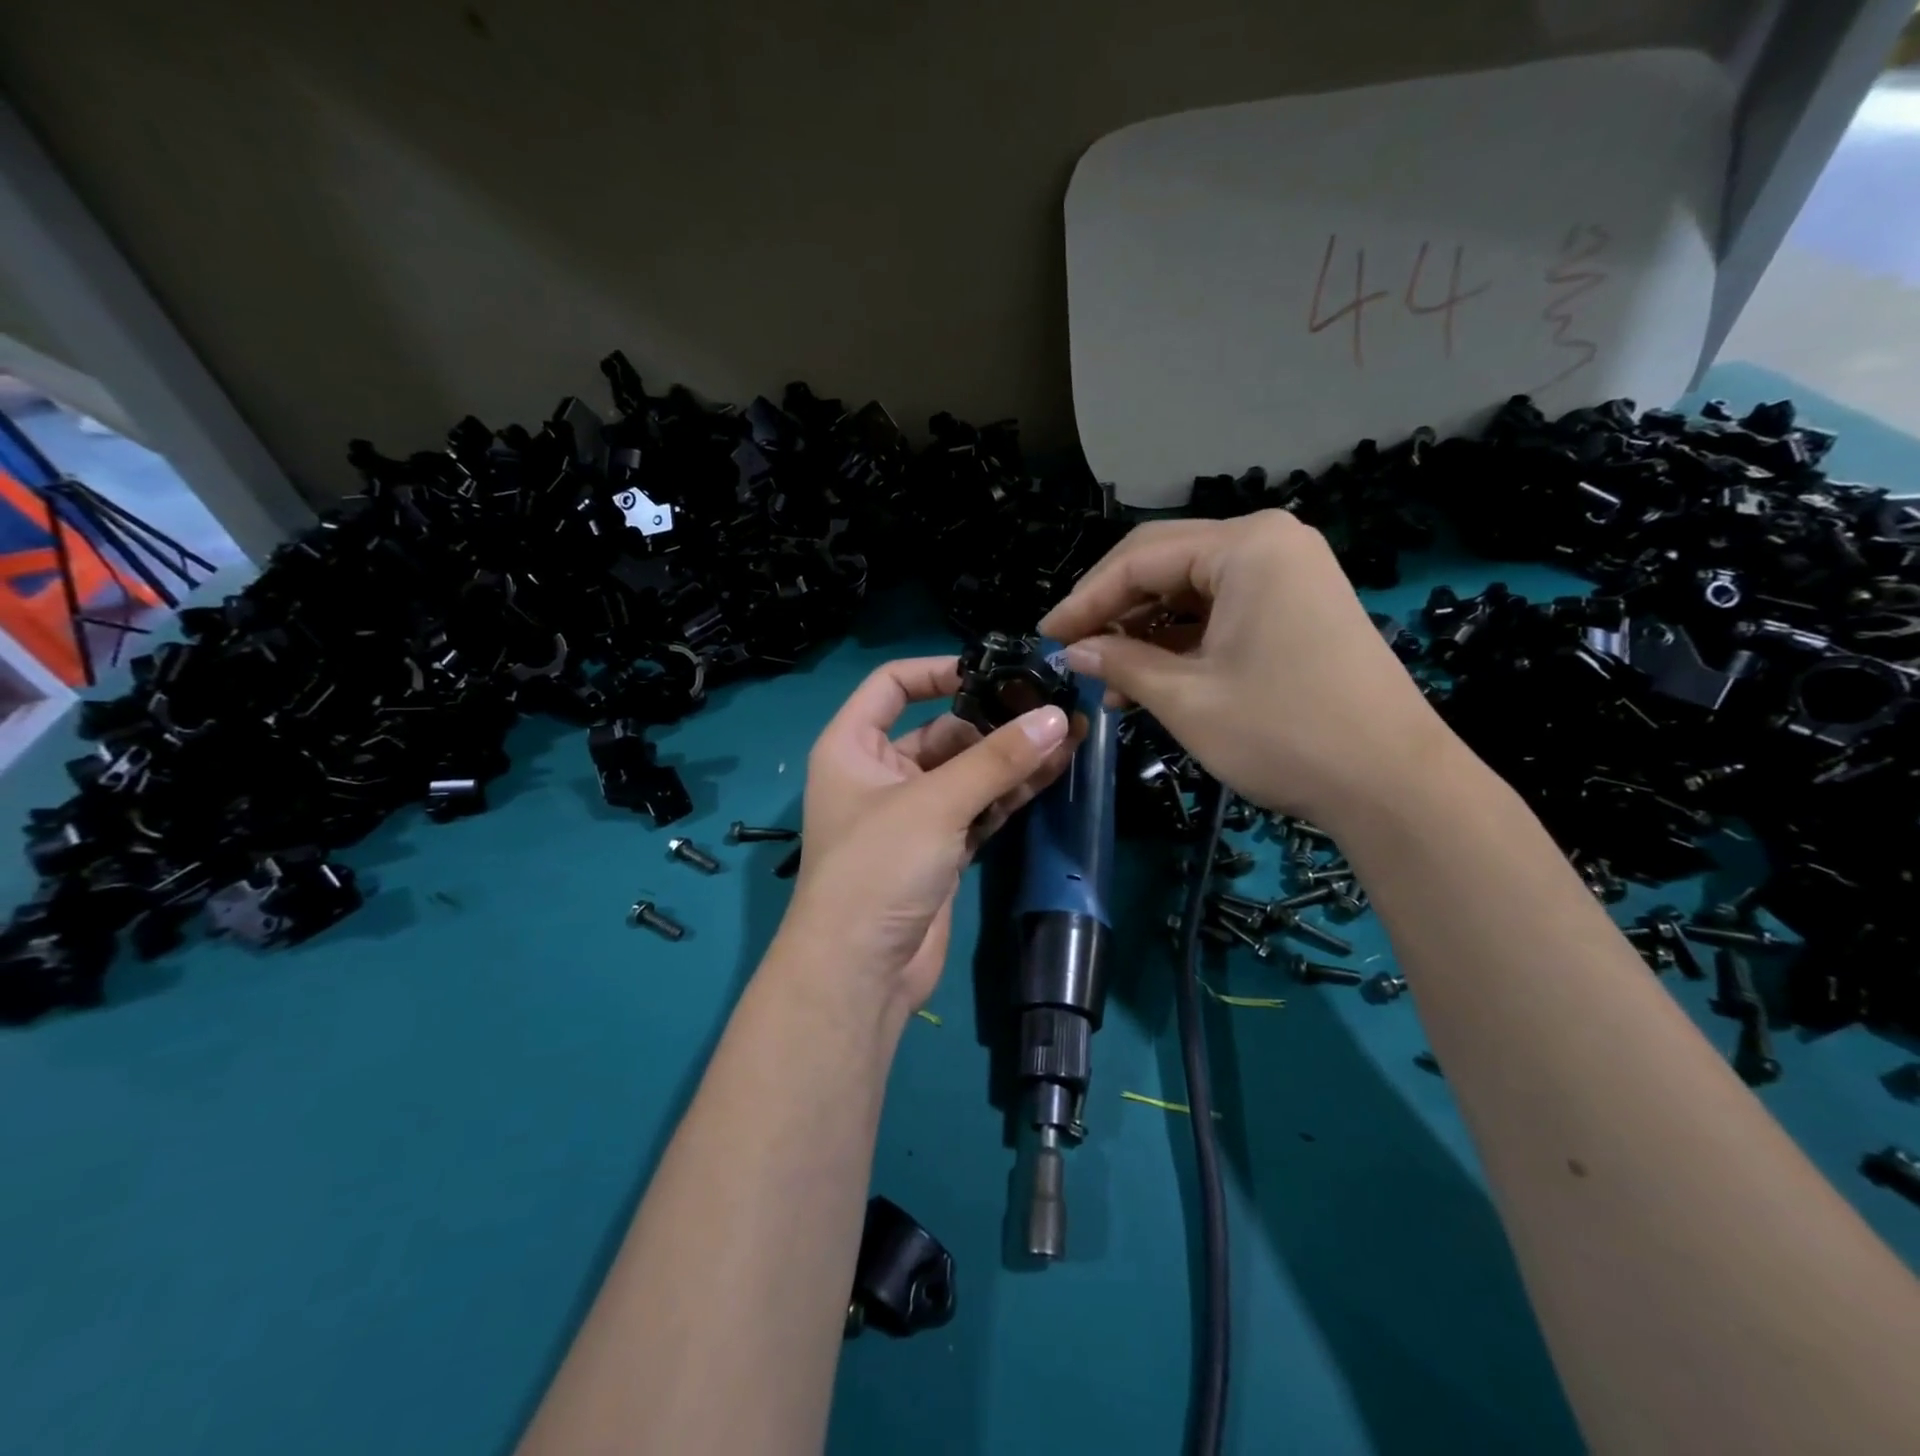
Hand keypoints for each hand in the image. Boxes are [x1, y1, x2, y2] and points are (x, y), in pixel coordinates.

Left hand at [778, 656, 1075, 1012]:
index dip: (938, 670)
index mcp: (852, 746)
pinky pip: (979, 808)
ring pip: (967, 772)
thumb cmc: (878, 868)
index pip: (892, 685)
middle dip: (994, 720)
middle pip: (941, 730)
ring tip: (1069, 733)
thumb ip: (997, 759)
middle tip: (1051, 706)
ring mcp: (913, 814)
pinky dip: (1010, 793)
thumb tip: (1056, 716)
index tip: (993, 669)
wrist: (860, 972)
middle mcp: (880, 773)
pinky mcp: (941, 849)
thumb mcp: (934, 804)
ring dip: (1012, 757)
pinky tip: (1054, 773)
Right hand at [1038, 511, 1451, 830]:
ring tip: (1106, 679)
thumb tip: (1071, 649)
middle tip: (1071, 650)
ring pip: (1190, 592)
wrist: (1393, 784)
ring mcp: (1289, 575)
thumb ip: (1121, 661)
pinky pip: (1220, 613)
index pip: (1140, 559)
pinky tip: (1147, 679)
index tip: (1045, 636)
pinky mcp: (1297, 609)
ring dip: (1144, 632)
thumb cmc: (1283, 733)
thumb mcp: (1186, 698)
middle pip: (1165, 565)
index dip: (1085, 599)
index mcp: (1246, 546)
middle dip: (1113, 610)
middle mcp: (1269, 544)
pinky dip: (1181, 643)